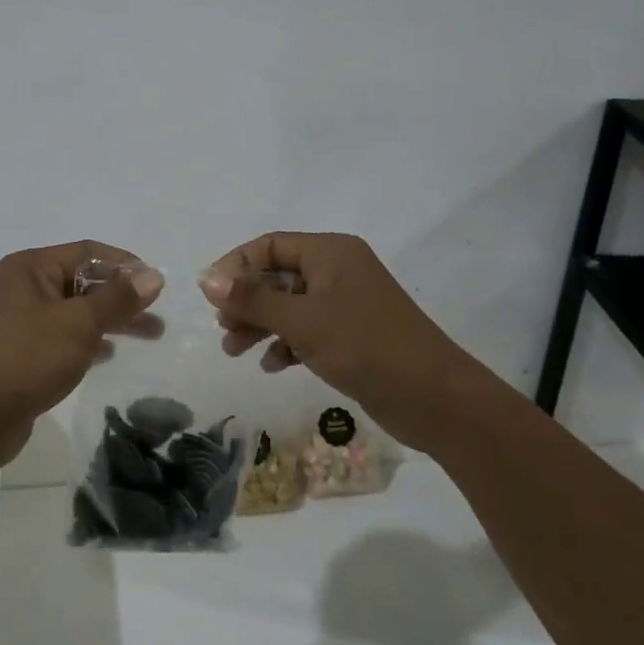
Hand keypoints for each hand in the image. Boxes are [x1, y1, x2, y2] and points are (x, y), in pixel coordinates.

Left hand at [0, 241, 164, 466]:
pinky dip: (88, 340)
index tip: (156, 284)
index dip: (124, 264)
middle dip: (122, 297)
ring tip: (150, 336)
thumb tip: (153, 275)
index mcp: (31, 267)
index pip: (87, 252)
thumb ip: (118, 299)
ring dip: (110, 320)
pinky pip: (63, 336)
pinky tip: (110, 355)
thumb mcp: (79, 324)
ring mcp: (20, 320)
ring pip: (76, 311)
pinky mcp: (21, 351)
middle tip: (158, 315)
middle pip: (83, 281)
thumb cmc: (27, 358)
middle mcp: (23, 286)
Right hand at [200, 232, 461, 446]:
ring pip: (291, 305)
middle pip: (278, 275)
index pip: (270, 245)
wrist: (436, 399)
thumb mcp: (302, 321)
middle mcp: (338, 270)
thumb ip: (253, 299)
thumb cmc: (365, 346)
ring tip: (235, 351)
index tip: (211, 295)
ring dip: (261, 324)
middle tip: (222, 327)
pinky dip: (287, 342)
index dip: (236, 265)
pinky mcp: (354, 335)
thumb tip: (207, 278)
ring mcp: (347, 303)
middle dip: (247, 300)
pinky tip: (273, 365)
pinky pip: (309, 329)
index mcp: (330, 252)